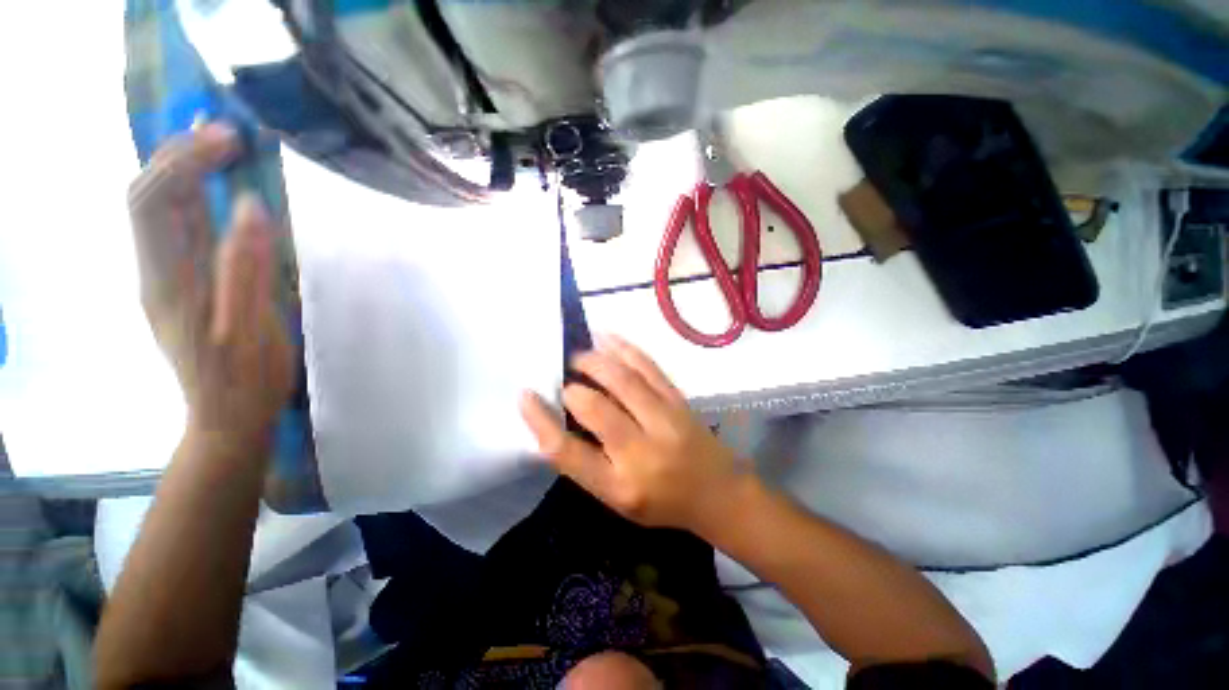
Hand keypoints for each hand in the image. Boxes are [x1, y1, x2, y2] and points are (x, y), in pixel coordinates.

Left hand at [129, 123, 293, 448]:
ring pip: (161, 210)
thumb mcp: (251, 328)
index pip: (155, 201)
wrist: (228, 416)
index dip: (185, 161)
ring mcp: (166, 278)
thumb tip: (253, 207)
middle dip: (180, 154)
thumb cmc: (245, 378)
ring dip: (186, 170)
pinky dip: (196, 198)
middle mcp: (156, 271)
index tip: (229, 140)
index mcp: (169, 281)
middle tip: (228, 135)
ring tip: (224, 149)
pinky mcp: (182, 285)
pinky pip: (179, 230)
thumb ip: (247, 268)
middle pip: (149, 196)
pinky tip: (220, 190)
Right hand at [520, 335, 750, 533]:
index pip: (567, 451)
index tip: (525, 396)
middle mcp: (640, 451)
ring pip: (622, 379)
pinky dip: (624, 348)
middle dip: (572, 387)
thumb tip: (559, 422)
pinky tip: (607, 337)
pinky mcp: (678, 400)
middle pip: (594, 408)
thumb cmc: (662, 502)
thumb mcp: (617, 499)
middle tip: (563, 378)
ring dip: (593, 361)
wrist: (718, 493)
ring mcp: (664, 420)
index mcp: (618, 485)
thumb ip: (587, 464)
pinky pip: (648, 367)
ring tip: (578, 355)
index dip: (540, 420)